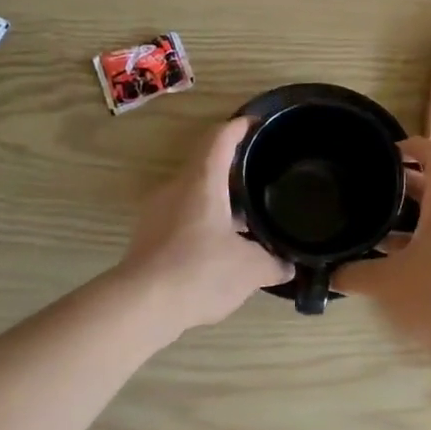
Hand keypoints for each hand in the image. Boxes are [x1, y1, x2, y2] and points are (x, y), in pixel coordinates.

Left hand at [118, 117, 289, 331]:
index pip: (219, 139)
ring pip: (193, 195)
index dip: (239, 127)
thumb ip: (273, 262)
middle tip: (261, 177)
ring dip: (219, 201)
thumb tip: (288, 264)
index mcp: (202, 182)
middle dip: (233, 170)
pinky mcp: (147, 238)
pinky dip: (204, 224)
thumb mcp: (250, 269)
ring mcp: (157, 213)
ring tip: (246, 219)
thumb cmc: (200, 272)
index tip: (255, 123)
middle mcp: (176, 189)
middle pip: (205, 165)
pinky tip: (221, 248)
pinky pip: (181, 219)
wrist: (141, 306)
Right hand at [335, 137, 430, 346]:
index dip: (415, 145)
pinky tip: (393, 269)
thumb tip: (329, 274)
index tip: (389, 153)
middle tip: (369, 191)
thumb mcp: (386, 283)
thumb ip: (354, 274)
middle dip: (402, 186)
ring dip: (407, 222)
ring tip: (373, 233)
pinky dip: (417, 247)